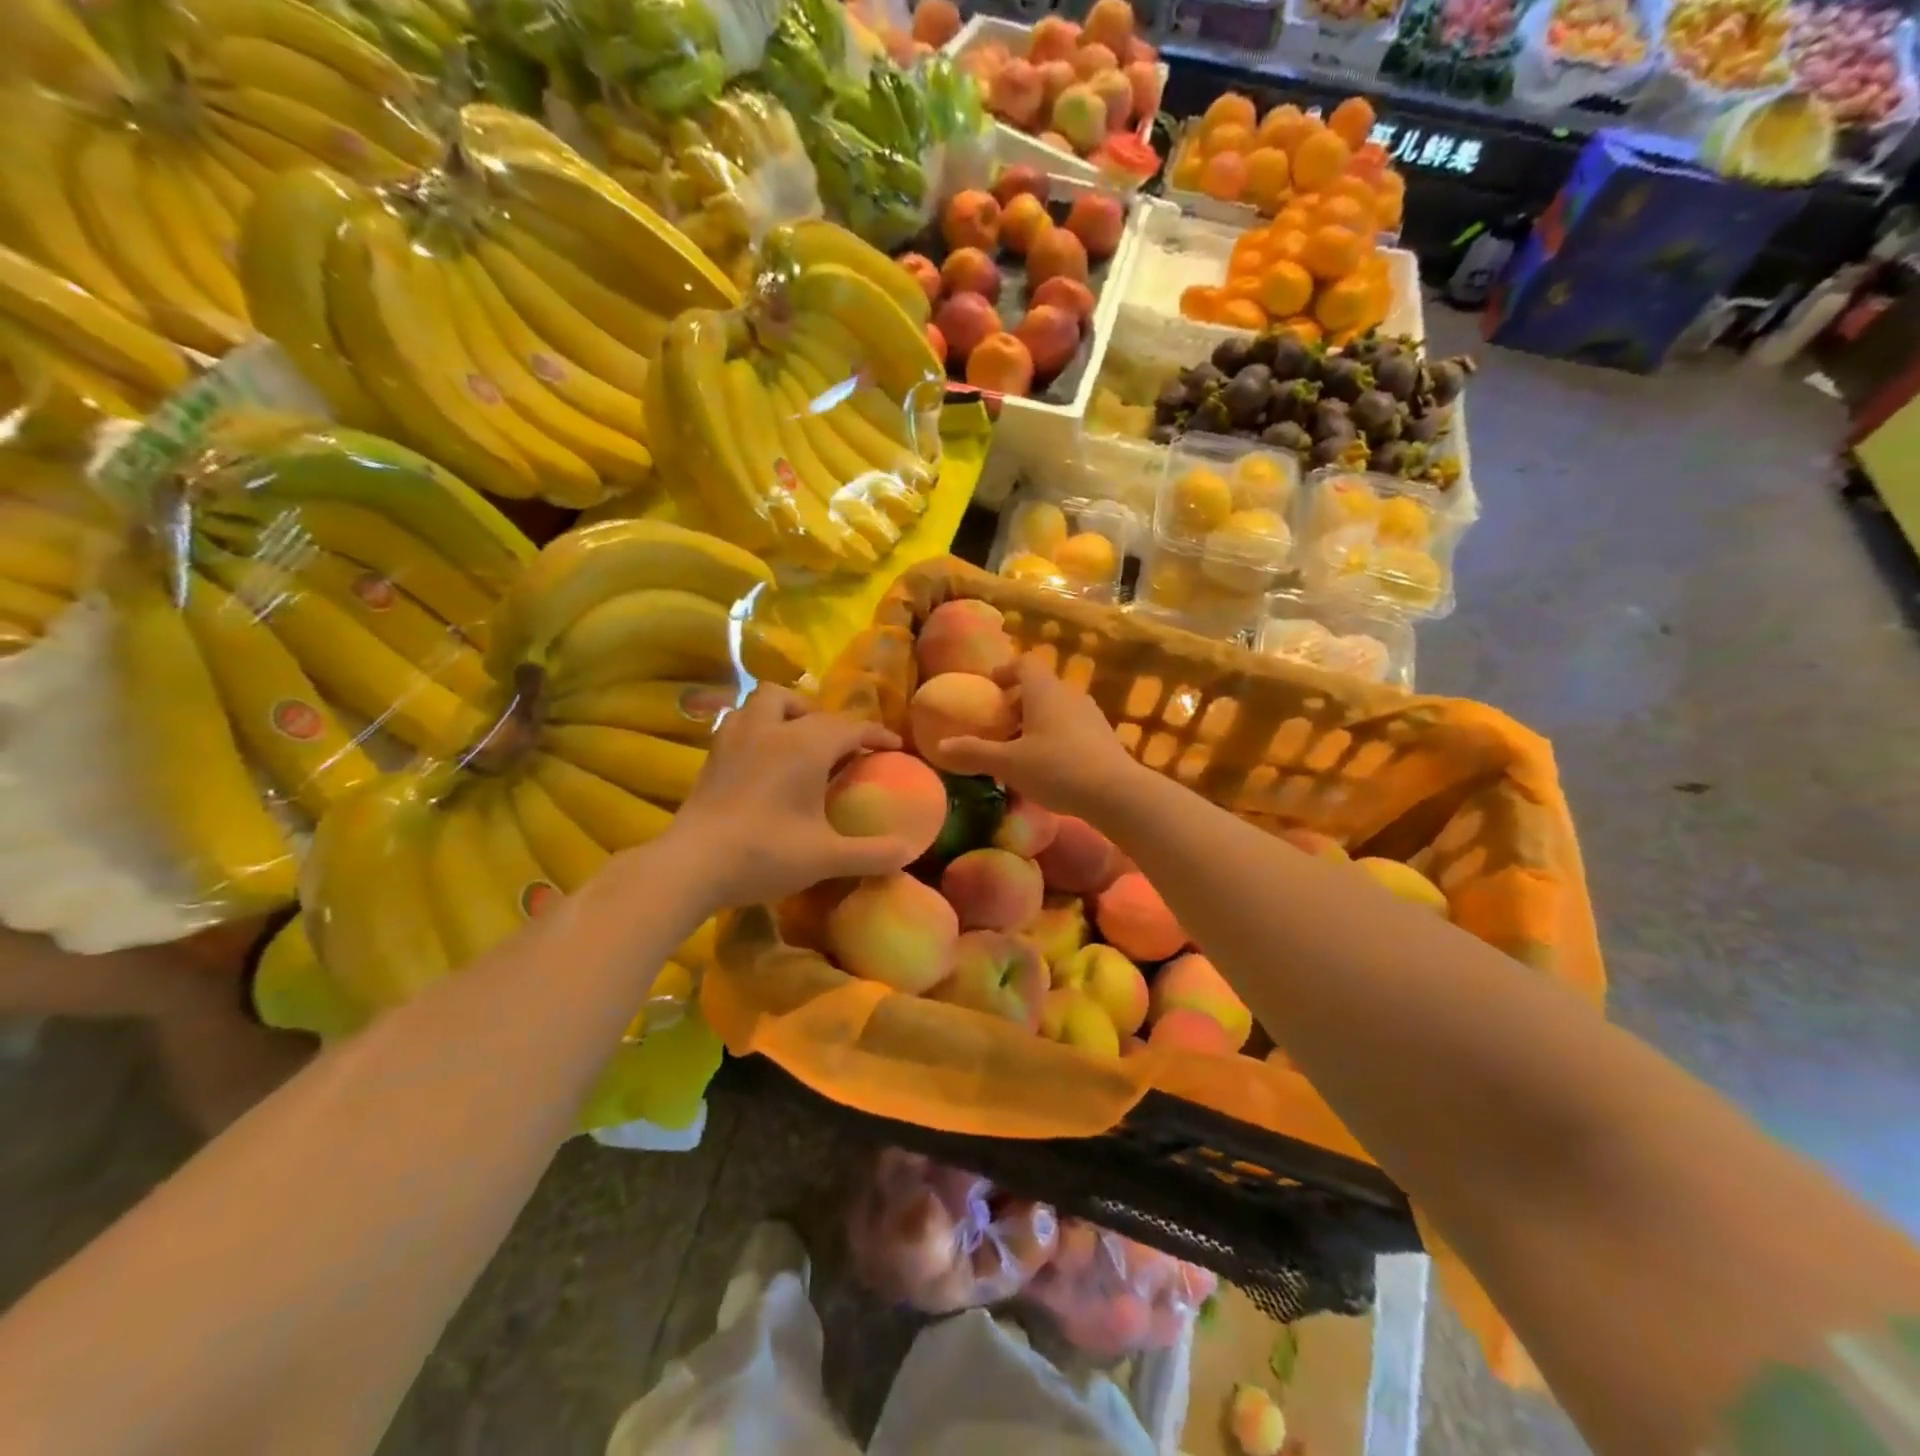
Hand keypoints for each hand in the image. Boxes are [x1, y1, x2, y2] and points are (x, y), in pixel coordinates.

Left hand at [662, 686, 920, 911]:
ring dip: (788, 712)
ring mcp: (736, 738)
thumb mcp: (826, 858)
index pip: (850, 728)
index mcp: (805, 746)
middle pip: (807, 705)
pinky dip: (760, 726)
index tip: (894, 746)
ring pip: (766, 701)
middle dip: (830, 721)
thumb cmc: (765, 853)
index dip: (876, 734)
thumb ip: (872, 854)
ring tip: (799, 741)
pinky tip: (763, 757)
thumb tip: (909, 853)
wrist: (691, 865)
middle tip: (841, 749)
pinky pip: (742, 720)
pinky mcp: (713, 754)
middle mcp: (772, 730)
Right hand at [933, 654, 1139, 820]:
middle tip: (999, 725)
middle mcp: (1069, 694)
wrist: (1115, 793)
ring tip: (1020, 748)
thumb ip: (974, 752)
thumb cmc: (1056, 768)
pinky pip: (1072, 727)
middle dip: (1017, 702)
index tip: (990, 687)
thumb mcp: (1008, 763)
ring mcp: (1091, 715)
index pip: (1024, 664)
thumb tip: (940, 746)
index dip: (1005, 671)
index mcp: (1044, 691)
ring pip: (1057, 708)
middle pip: (1040, 687)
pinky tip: (1048, 766)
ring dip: (1036, 721)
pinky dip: (1055, 736)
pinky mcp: (1104, 737)